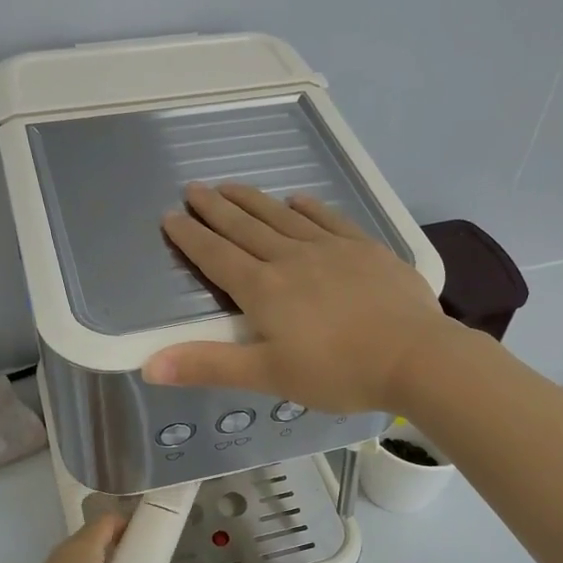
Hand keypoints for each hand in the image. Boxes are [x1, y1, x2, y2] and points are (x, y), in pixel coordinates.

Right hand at [143, 182, 456, 413]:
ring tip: (231, 186)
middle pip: (245, 227)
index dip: (191, 237)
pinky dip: (308, 208)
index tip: (170, 216)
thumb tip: (148, 366)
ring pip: (282, 217)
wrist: (414, 356)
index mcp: (264, 289)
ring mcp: (331, 249)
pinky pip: (328, 219)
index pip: (216, 257)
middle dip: (215, 209)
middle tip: (193, 188)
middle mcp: (291, 259)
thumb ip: (208, 366)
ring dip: (253, 201)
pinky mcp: (365, 249)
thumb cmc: (337, 372)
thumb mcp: (267, 376)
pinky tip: (298, 199)